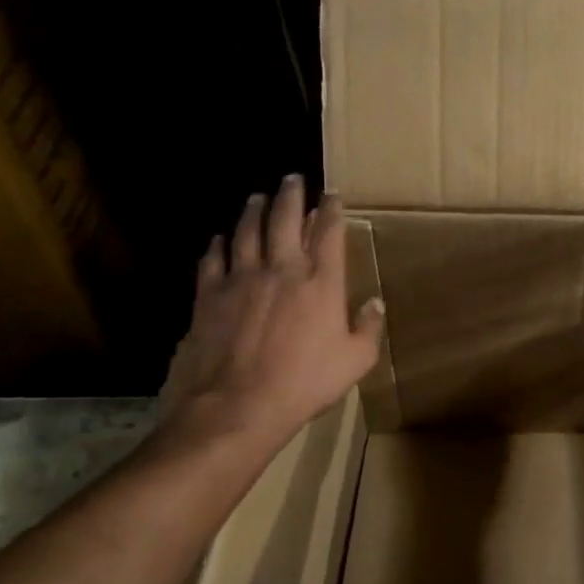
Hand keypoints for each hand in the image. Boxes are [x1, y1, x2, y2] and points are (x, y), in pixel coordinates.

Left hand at [156, 176, 384, 453]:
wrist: (238, 405)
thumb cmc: (304, 383)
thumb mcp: (354, 361)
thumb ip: (368, 328)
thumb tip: (375, 303)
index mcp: (321, 283)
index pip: (329, 233)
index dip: (332, 210)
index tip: (332, 195)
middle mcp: (282, 269)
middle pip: (285, 220)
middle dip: (291, 195)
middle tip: (293, 178)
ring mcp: (242, 279)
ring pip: (247, 232)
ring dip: (254, 211)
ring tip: (258, 196)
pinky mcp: (209, 296)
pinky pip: (213, 260)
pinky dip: (217, 245)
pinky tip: (219, 238)